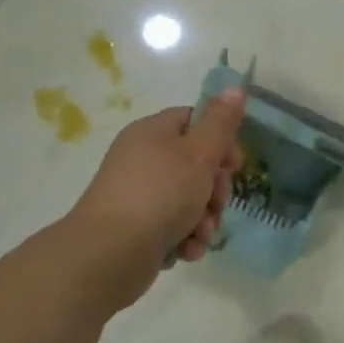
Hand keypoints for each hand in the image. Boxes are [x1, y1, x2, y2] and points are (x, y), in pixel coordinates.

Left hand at [64, 90, 246, 309]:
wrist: (108, 255)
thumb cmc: (160, 194)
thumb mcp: (199, 153)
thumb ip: (220, 122)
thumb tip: (234, 88)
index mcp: (152, 132)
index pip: (195, 121)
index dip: (220, 141)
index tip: (235, 165)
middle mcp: (142, 159)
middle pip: (194, 164)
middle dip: (214, 189)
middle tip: (217, 204)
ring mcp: (137, 195)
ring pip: (187, 199)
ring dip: (203, 218)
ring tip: (201, 234)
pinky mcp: (135, 228)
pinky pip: (171, 225)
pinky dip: (184, 237)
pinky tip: (186, 250)